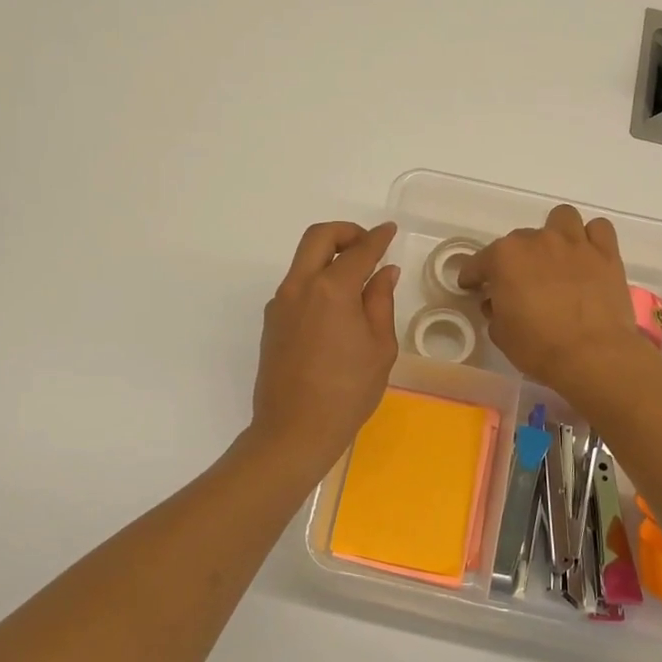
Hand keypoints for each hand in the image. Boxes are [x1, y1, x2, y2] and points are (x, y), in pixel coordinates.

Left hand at [248, 221, 400, 479]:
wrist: (294, 430)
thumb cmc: (348, 391)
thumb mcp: (379, 347)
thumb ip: (381, 302)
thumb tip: (384, 273)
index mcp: (332, 289)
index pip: (359, 250)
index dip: (378, 238)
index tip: (390, 231)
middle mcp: (300, 287)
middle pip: (318, 238)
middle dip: (346, 232)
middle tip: (368, 245)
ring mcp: (280, 303)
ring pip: (303, 260)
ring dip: (328, 256)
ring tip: (356, 280)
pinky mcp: (271, 322)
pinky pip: (296, 285)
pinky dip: (317, 280)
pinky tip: (336, 307)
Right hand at [459, 205, 646, 397]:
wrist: (592, 356)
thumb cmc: (538, 347)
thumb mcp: (501, 334)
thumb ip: (495, 311)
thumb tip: (497, 302)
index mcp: (505, 258)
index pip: (479, 262)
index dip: (473, 276)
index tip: (473, 286)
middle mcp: (538, 240)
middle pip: (519, 240)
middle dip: (516, 260)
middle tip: (521, 284)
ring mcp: (574, 243)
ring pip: (562, 218)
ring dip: (555, 233)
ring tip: (556, 257)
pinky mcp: (606, 253)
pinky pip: (598, 228)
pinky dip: (591, 238)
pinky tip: (587, 257)